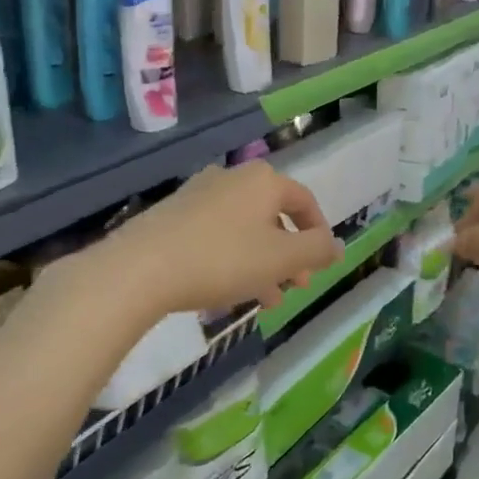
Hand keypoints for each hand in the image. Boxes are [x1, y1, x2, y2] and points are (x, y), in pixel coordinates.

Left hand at [101, 162, 342, 314]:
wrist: (141, 269)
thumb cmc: (223, 259)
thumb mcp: (282, 259)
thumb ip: (317, 250)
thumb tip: (337, 245)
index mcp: (263, 181)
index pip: (304, 201)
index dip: (318, 233)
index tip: (320, 264)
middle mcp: (232, 178)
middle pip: (273, 217)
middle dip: (288, 255)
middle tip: (295, 287)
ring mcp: (198, 194)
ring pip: (244, 230)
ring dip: (261, 263)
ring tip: (265, 301)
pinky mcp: (173, 215)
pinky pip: (215, 236)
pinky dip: (232, 259)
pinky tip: (228, 292)